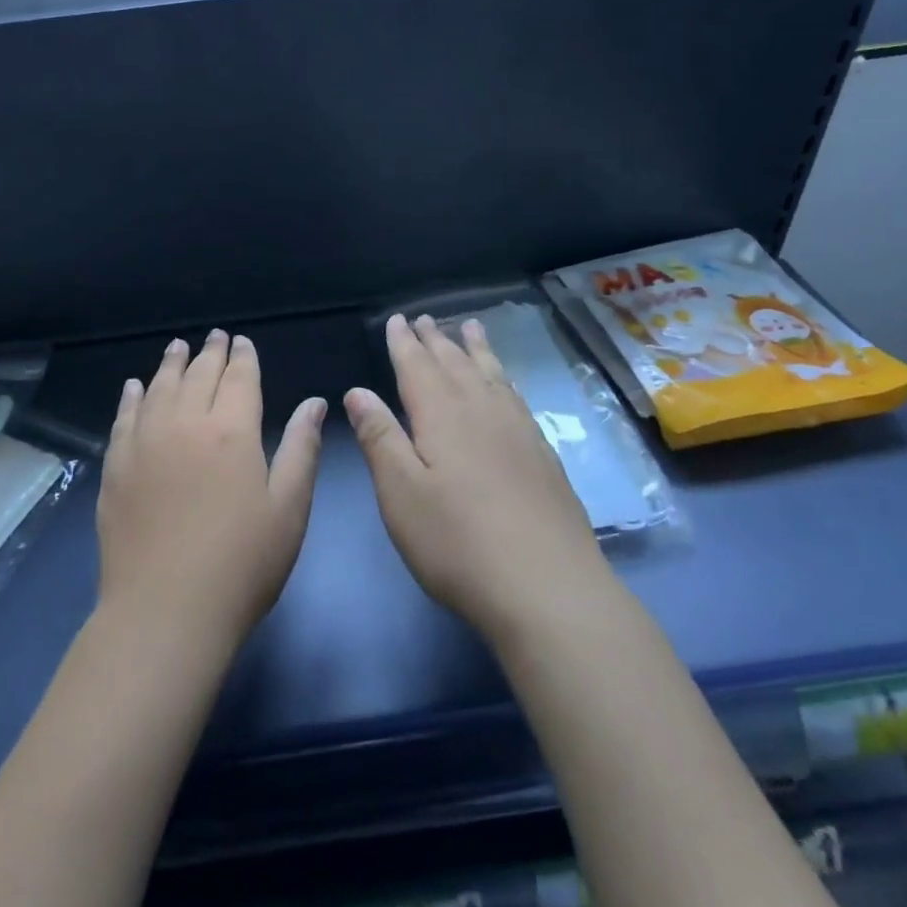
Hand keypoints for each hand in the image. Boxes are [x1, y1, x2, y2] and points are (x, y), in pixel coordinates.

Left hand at [98, 330, 326, 653]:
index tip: (242, 342)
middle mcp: (185, 424)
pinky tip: (135, 387)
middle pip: (198, 375)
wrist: (166, 610)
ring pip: (159, 388)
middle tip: (214, 336)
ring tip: (177, 347)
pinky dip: (131, 397)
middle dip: (210, 353)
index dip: (243, 357)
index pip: (238, 378)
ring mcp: (145, 443)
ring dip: (171, 364)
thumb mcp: (289, 507)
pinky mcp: (116, 467)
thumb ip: (300, 448)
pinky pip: (124, 418)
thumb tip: (315, 401)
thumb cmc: (242, 563)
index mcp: (232, 431)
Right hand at [346, 314, 605, 645]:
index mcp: (442, 416)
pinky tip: (506, 386)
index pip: (418, 367)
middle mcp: (482, 411)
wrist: (548, 587)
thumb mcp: (400, 493)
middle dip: (437, 340)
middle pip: (456, 364)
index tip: (398, 318)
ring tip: (471, 327)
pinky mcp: (543, 455)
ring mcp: (518, 431)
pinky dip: (504, 378)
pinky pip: (517, 397)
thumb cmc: (457, 542)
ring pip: (492, 375)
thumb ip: (380, 437)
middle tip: (426, 318)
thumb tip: (358, 391)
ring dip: (476, 349)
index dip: (405, 342)